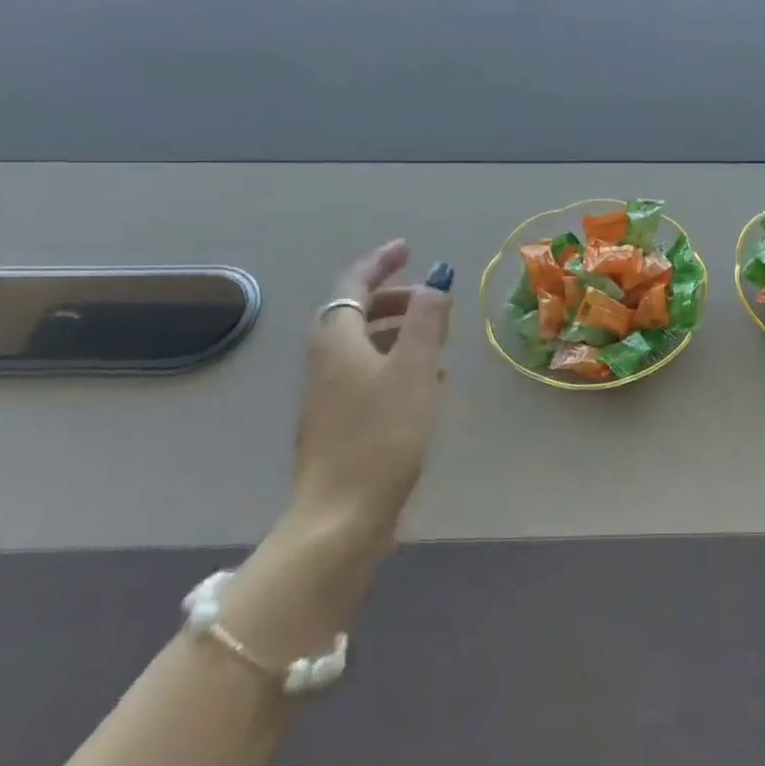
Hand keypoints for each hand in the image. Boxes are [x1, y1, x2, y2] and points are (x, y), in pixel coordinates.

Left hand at [292, 240, 451, 552]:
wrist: (340, 517)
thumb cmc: (381, 434)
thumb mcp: (415, 369)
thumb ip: (428, 320)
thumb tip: (436, 282)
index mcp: (337, 339)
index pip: (353, 284)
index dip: (380, 262)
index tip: (408, 248)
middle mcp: (325, 361)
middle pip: (356, 313)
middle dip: (396, 298)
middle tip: (434, 300)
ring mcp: (327, 394)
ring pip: (364, 345)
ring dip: (400, 332)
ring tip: (440, 342)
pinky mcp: (336, 422)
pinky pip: (367, 373)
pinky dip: (396, 363)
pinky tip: (428, 384)